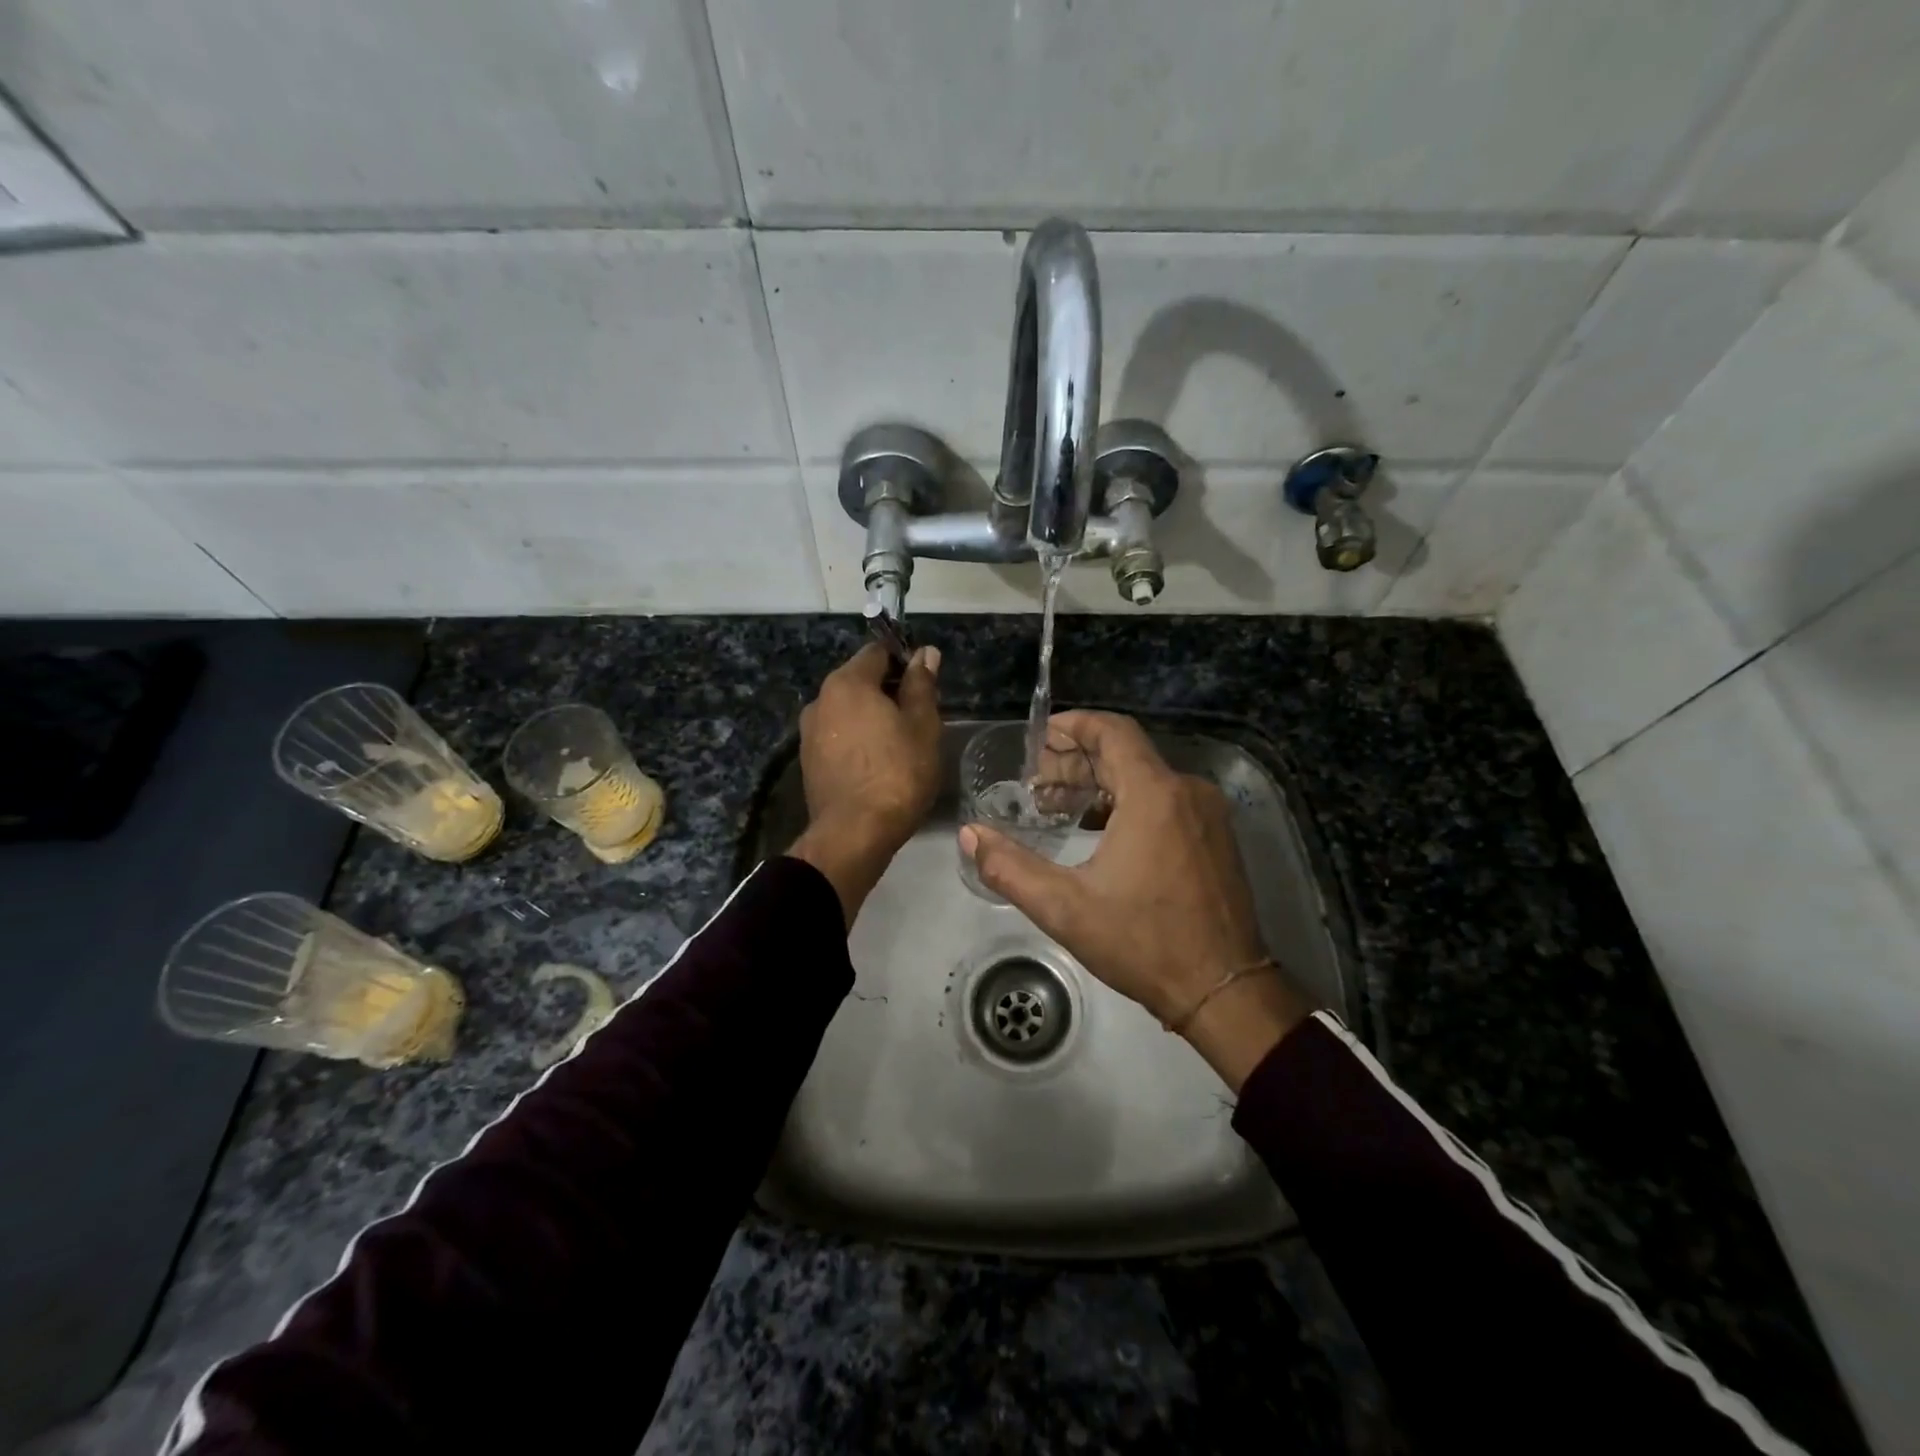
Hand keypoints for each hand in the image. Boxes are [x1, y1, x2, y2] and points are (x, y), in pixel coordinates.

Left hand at [790, 643, 942, 926]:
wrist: (853, 834)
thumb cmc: (897, 774)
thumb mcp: (923, 726)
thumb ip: (922, 685)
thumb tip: (924, 652)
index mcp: (848, 683)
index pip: (878, 652)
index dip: (905, 660)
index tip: (925, 684)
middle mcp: (821, 699)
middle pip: (860, 680)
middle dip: (889, 690)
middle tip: (919, 717)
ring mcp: (809, 732)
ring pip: (848, 710)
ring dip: (872, 717)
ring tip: (900, 744)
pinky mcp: (808, 761)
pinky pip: (838, 736)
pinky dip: (858, 740)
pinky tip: (878, 764)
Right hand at [958, 711, 1309, 1088]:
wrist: (1224, 990)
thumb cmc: (1143, 943)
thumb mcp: (1065, 908)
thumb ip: (1009, 867)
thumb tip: (971, 834)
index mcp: (1154, 794)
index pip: (1112, 731)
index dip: (1073, 725)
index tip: (1039, 737)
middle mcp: (1186, 791)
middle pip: (1125, 753)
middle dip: (1076, 762)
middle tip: (1036, 785)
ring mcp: (1207, 814)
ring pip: (1146, 776)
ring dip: (1100, 783)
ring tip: (1058, 807)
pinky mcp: (1215, 836)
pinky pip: (1166, 799)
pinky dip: (1128, 802)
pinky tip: (1099, 831)